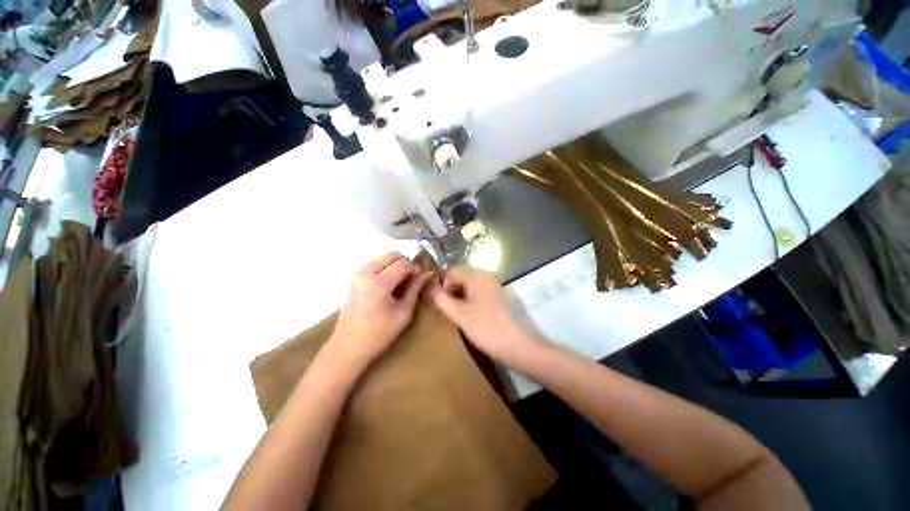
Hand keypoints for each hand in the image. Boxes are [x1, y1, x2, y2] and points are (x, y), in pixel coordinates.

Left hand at [328, 252, 432, 370]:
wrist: (348, 346)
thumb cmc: (379, 334)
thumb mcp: (403, 313)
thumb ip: (415, 289)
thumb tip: (428, 273)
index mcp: (378, 283)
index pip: (403, 263)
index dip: (416, 267)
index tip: (423, 276)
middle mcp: (365, 273)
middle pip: (392, 255)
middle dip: (406, 262)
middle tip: (414, 277)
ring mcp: (357, 274)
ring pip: (383, 258)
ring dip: (396, 265)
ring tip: (403, 282)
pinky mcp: (354, 278)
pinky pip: (375, 264)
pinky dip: (386, 269)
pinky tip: (391, 284)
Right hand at [431, 268, 543, 367]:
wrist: (513, 344)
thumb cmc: (484, 328)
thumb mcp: (459, 315)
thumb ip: (441, 299)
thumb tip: (430, 289)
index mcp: (477, 277)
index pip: (452, 271)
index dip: (442, 283)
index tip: (439, 300)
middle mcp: (487, 275)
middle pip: (461, 274)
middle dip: (451, 288)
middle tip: (447, 306)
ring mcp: (493, 284)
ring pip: (469, 282)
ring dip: (459, 292)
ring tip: (456, 309)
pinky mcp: (497, 293)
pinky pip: (477, 288)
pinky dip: (469, 296)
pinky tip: (467, 310)